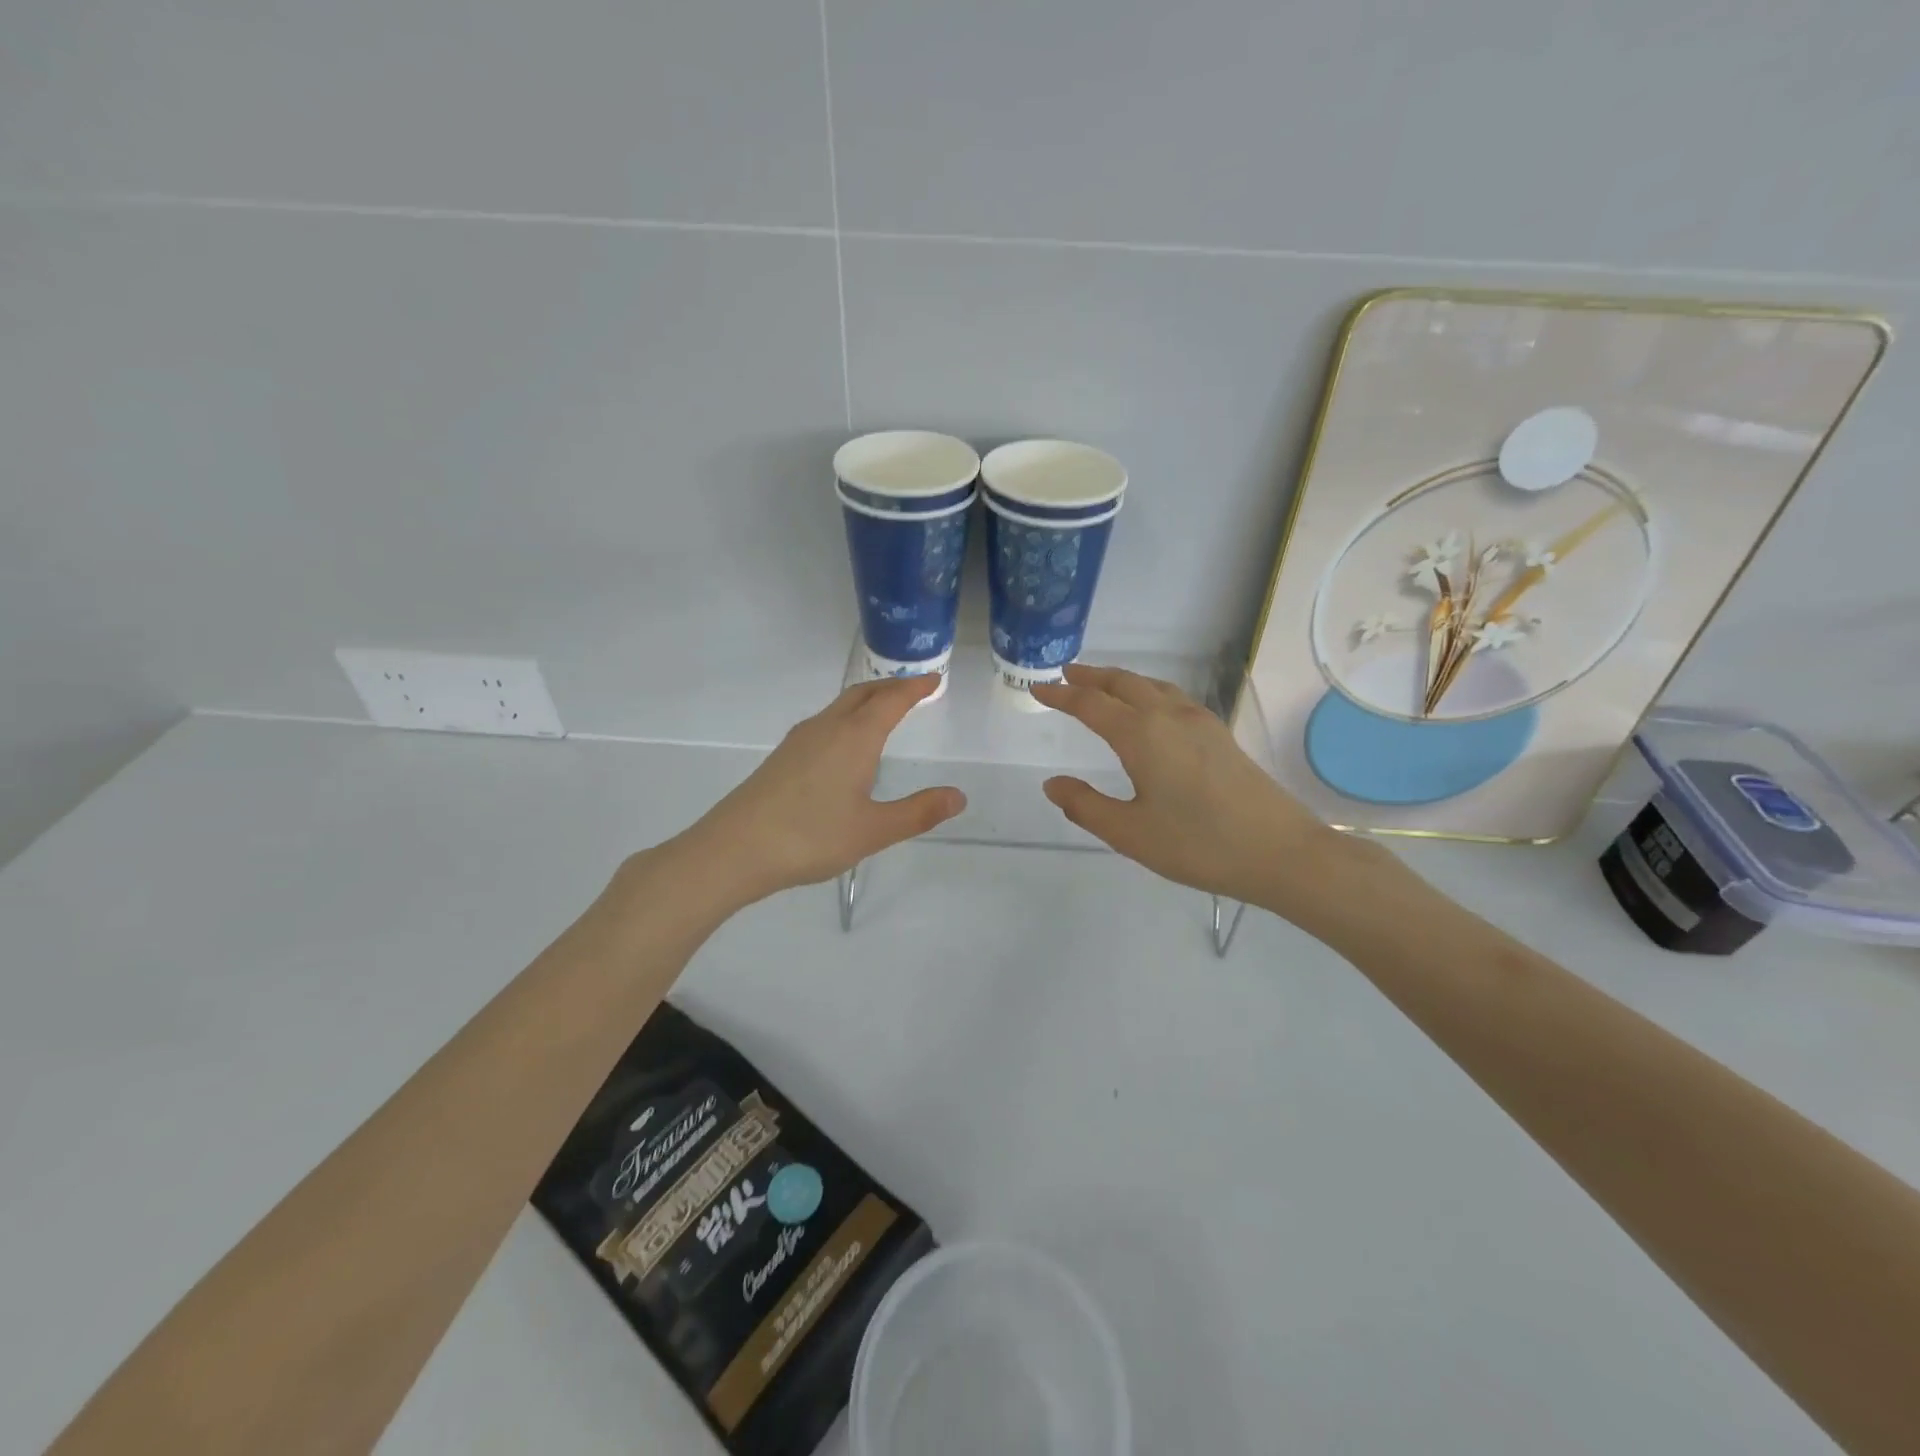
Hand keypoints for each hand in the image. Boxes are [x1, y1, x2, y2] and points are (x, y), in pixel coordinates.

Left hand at [677, 675, 964, 907]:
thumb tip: (958, 796)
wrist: (734, 850)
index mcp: (854, 738)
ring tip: (884, 710)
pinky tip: (844, 744)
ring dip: (866, 700)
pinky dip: (846, 718)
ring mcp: (799, 741)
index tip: (934, 678)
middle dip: (890, 687)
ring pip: (840, 707)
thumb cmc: (810, 836)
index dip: (915, 688)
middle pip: (863, 694)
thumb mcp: (873, 830)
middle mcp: (826, 729)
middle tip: (914, 689)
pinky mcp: (782, 757)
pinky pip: (824, 723)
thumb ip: (918, 812)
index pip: (891, 700)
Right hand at [1032, 665, 1347, 911]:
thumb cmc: (1198, 844)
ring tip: (1102, 685)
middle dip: (1091, 676)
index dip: (1061, 695)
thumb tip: (1052, 784)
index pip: (1090, 705)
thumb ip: (1085, 806)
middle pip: (1123, 683)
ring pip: (1152, 685)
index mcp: (1142, 735)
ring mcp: (1200, 722)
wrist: (1280, 852)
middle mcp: (1169, 716)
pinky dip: (1148, 691)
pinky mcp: (1220, 735)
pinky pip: (1173, 697)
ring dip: (1121, 680)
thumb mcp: (1129, 833)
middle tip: (1066, 674)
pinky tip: (1151, 709)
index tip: (1038, 688)